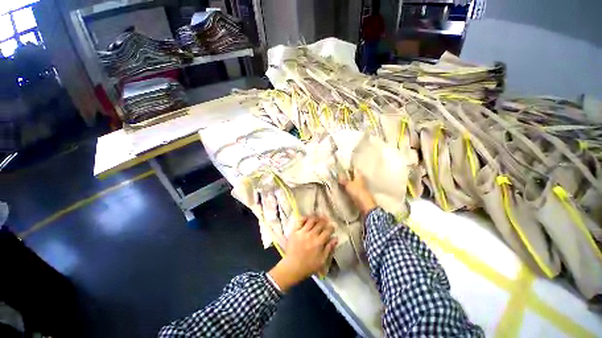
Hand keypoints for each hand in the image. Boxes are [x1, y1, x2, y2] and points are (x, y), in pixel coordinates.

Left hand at [268, 216, 336, 291]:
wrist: (292, 267)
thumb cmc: (308, 266)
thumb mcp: (322, 260)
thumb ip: (329, 248)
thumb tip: (335, 238)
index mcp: (319, 242)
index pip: (327, 231)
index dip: (331, 227)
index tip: (333, 226)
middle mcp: (311, 235)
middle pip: (320, 224)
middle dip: (325, 221)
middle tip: (326, 220)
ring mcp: (302, 232)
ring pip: (311, 220)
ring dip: (316, 218)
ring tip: (318, 218)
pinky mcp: (295, 231)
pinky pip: (300, 221)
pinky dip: (305, 218)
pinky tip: (307, 218)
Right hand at [339, 169, 376, 216]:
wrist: (364, 204)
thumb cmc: (356, 191)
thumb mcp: (347, 184)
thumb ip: (343, 179)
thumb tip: (338, 174)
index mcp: (359, 175)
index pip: (353, 169)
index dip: (348, 169)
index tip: (341, 169)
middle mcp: (360, 179)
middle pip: (353, 176)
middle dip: (346, 176)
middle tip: (338, 176)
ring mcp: (360, 186)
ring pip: (352, 182)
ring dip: (347, 182)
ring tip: (339, 182)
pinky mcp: (359, 193)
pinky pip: (352, 188)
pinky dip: (348, 188)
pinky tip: (343, 189)